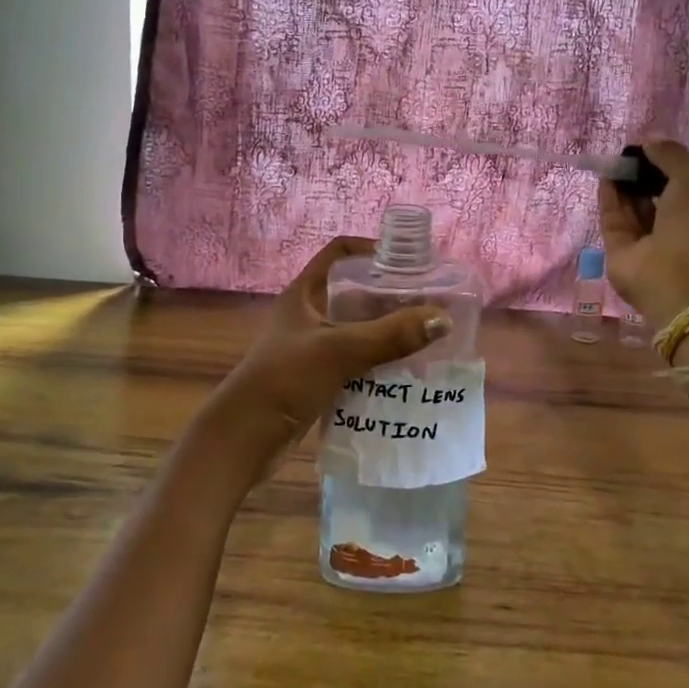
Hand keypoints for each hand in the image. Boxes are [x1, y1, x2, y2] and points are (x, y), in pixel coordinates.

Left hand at [195, 237, 451, 476]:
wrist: (244, 438)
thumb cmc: (285, 379)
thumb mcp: (340, 351)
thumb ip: (391, 335)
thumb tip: (444, 319)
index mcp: (304, 293)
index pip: (339, 252)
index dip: (371, 248)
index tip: (407, 260)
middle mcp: (307, 313)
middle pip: (354, 291)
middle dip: (390, 295)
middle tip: (428, 301)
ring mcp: (311, 346)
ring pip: (356, 328)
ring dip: (386, 331)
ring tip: (426, 335)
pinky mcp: (316, 377)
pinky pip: (354, 360)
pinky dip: (377, 361)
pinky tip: (405, 371)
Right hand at [600, 138, 688, 329]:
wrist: (683, 280)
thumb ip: (673, 155)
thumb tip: (649, 141)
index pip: (682, 184)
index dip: (667, 164)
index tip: (651, 147)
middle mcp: (676, 227)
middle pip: (654, 196)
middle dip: (642, 173)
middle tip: (629, 153)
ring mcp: (647, 242)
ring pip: (632, 207)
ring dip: (624, 183)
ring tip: (616, 160)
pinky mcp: (620, 253)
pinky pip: (613, 219)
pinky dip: (609, 198)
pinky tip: (606, 176)